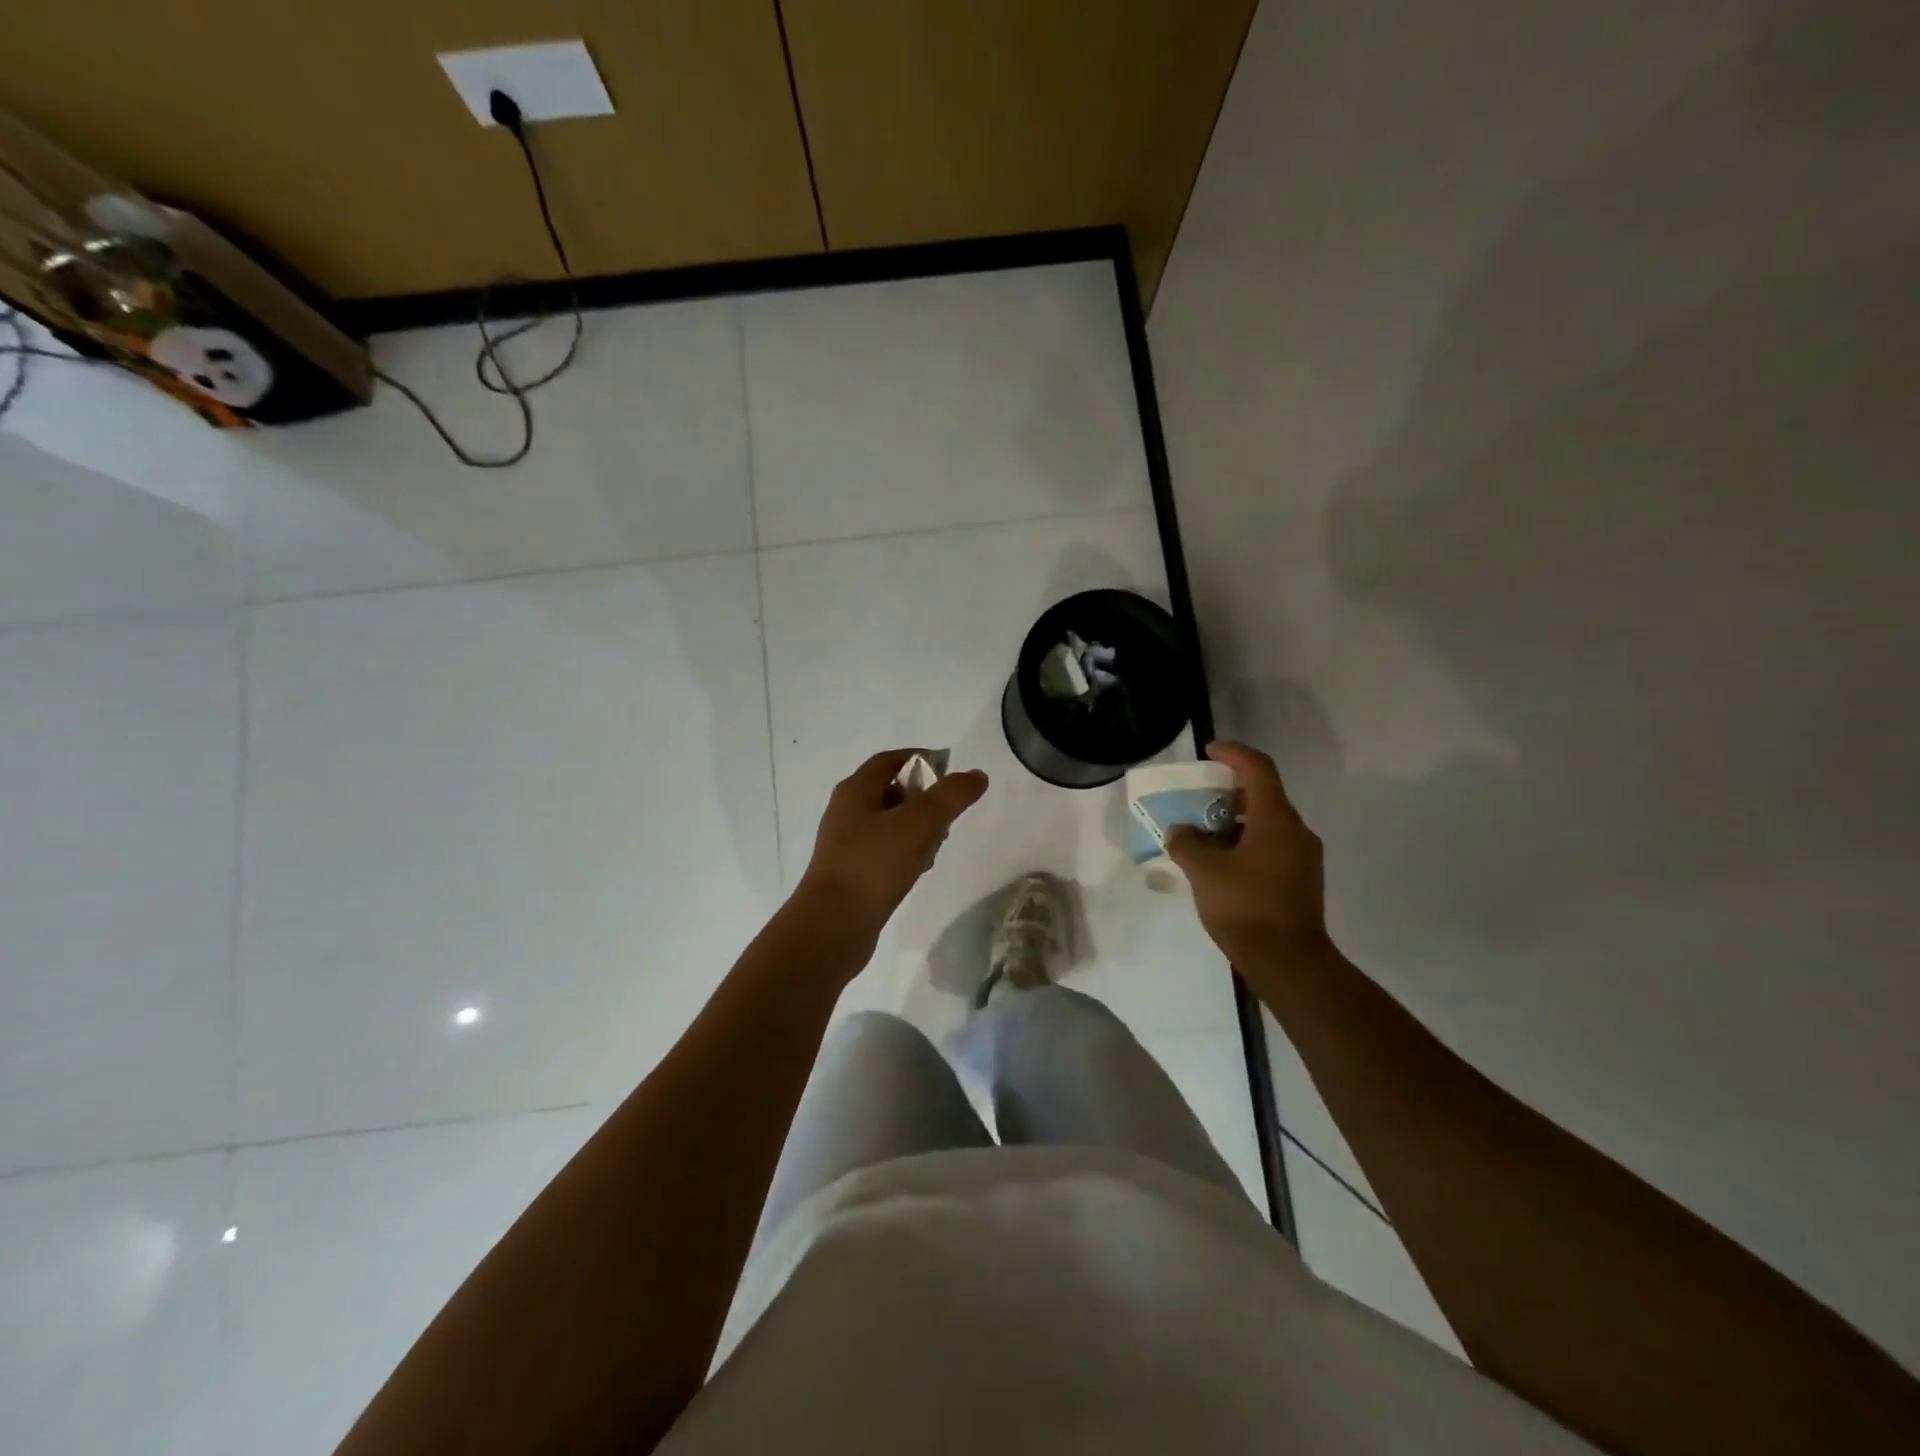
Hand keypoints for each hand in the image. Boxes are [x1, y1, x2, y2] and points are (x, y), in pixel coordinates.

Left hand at [796, 750, 988, 933]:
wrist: (833, 925)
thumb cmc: (874, 864)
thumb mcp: (918, 823)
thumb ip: (950, 796)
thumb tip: (976, 775)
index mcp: (855, 790)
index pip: (890, 760)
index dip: (921, 758)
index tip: (951, 772)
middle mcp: (847, 811)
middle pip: (891, 790)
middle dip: (923, 796)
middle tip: (950, 812)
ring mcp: (846, 844)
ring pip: (889, 822)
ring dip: (917, 826)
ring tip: (940, 842)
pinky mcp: (851, 872)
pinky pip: (884, 850)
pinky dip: (906, 851)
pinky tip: (921, 867)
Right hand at [1166, 741, 1329, 965]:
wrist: (1289, 962)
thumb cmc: (1245, 906)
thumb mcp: (1204, 871)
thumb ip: (1186, 843)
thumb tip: (1179, 831)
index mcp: (1276, 819)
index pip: (1258, 769)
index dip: (1233, 754)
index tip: (1210, 750)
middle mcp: (1296, 831)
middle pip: (1263, 796)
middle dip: (1228, 793)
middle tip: (1198, 799)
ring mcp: (1303, 858)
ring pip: (1267, 825)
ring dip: (1235, 823)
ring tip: (1202, 836)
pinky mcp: (1301, 881)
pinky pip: (1271, 847)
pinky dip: (1245, 844)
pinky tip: (1221, 865)